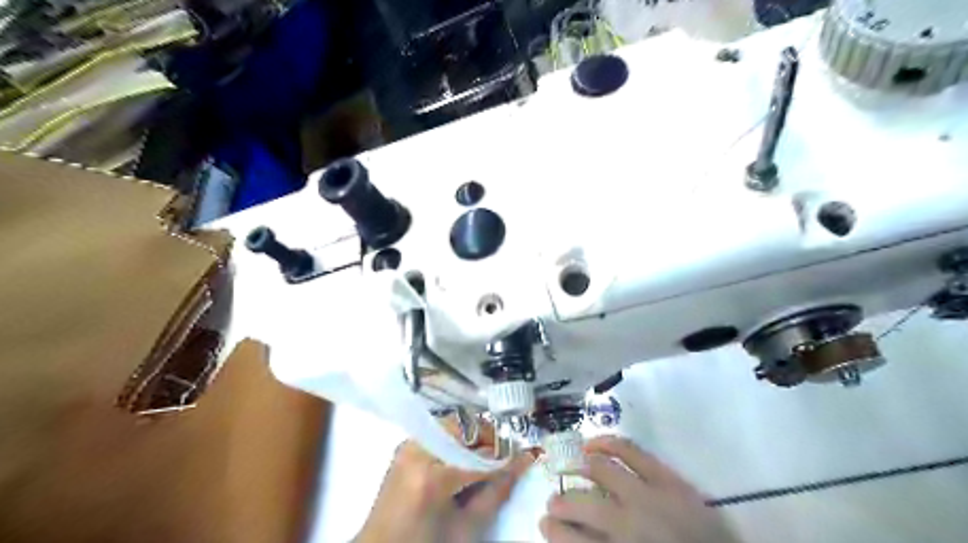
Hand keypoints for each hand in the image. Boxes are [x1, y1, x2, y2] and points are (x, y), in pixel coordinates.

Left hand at [355, 420, 532, 541]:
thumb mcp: (466, 528)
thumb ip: (496, 493)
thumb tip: (522, 463)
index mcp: (431, 478)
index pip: (480, 457)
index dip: (506, 456)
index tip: (527, 454)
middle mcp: (417, 451)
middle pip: (465, 427)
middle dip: (489, 439)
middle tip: (503, 456)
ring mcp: (408, 445)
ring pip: (453, 423)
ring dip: (474, 436)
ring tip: (485, 456)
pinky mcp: (405, 446)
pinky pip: (439, 430)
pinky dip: (457, 438)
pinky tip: (464, 455)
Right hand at [540, 437, 738, 542]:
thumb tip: (575, 533)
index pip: (574, 539)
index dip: (555, 532)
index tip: (543, 526)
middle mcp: (631, 521)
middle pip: (583, 503)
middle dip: (561, 504)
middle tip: (552, 505)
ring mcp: (651, 494)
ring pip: (600, 471)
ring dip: (576, 472)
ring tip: (565, 471)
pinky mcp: (669, 478)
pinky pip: (631, 451)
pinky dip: (609, 443)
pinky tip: (594, 444)